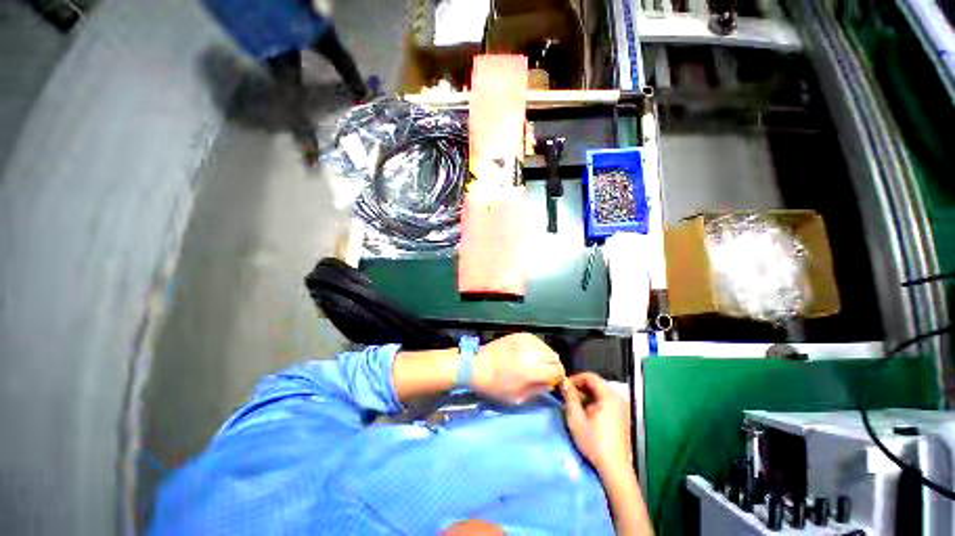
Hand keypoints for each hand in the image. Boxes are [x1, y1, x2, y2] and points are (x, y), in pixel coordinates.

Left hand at [472, 333, 564, 403]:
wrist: (477, 367)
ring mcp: (525, 340)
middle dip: (553, 366)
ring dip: (546, 356)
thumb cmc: (496, 387)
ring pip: (547, 347)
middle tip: (545, 374)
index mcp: (532, 370)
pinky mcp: (519, 334)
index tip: (553, 382)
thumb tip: (550, 383)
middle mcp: (532, 352)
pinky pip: (536, 340)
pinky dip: (537, 348)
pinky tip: (530, 354)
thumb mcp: (519, 397)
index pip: (558, 371)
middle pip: (554, 357)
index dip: (558, 378)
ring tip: (537, 363)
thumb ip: (538, 389)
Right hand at [562, 372, 631, 474]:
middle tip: (567, 397)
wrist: (615, 469)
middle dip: (579, 388)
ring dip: (585, 396)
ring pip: (600, 394)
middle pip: (596, 384)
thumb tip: (563, 382)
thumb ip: (569, 397)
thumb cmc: (594, 442)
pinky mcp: (621, 418)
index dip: (575, 378)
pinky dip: (593, 404)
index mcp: (609, 396)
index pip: (590, 376)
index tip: (564, 387)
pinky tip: (585, 415)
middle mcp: (617, 399)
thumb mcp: (576, 418)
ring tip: (574, 407)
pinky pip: (605, 403)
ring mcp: (621, 409)